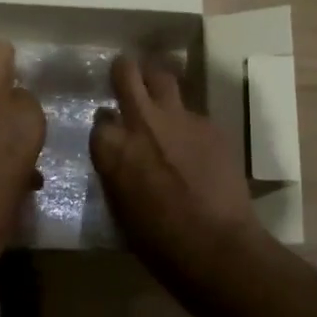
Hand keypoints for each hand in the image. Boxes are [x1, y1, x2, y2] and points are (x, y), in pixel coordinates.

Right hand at [90, 54, 261, 268]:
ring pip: (163, 79)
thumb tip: (120, 159)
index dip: (106, 124)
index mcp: (112, 147)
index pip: (100, 119)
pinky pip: (194, 114)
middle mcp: (142, 122)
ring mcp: (179, 119)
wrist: (216, 245)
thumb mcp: (119, 207)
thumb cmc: (158, 242)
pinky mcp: (211, 125)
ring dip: (157, 83)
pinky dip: (189, 124)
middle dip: (124, 71)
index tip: (111, 131)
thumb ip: (115, 171)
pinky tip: (197, 145)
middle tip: (126, 74)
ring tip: (159, 93)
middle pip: (127, 73)